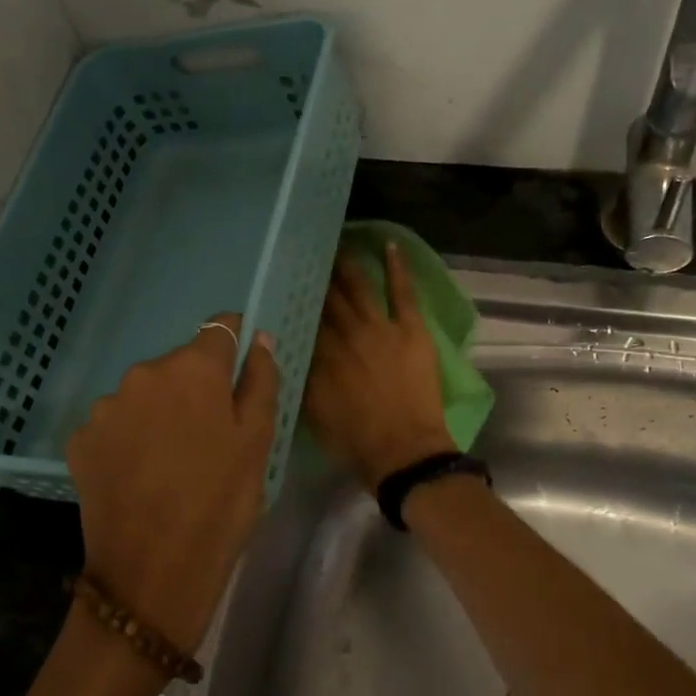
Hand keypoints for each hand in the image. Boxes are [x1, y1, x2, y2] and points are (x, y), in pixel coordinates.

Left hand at [66, 314, 279, 656]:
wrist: (151, 573)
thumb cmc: (220, 503)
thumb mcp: (258, 442)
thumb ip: (260, 380)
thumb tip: (257, 338)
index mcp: (192, 368)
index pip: (219, 329)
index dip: (233, 344)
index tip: (239, 371)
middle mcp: (143, 374)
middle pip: (179, 365)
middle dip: (196, 388)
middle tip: (210, 435)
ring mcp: (106, 406)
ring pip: (145, 394)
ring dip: (160, 412)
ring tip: (172, 460)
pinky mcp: (80, 439)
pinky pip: (116, 424)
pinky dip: (130, 438)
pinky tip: (140, 474)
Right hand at [302, 241, 455, 488]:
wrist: (402, 451)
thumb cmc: (353, 440)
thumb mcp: (310, 411)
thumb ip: (298, 377)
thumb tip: (285, 349)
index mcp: (318, 354)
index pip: (303, 317)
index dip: (295, 298)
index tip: (287, 281)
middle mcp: (344, 333)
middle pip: (327, 297)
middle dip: (317, 276)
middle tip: (307, 253)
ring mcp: (379, 327)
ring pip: (358, 287)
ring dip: (347, 265)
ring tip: (337, 244)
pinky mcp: (410, 328)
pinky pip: (402, 291)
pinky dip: (396, 267)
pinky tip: (389, 244)